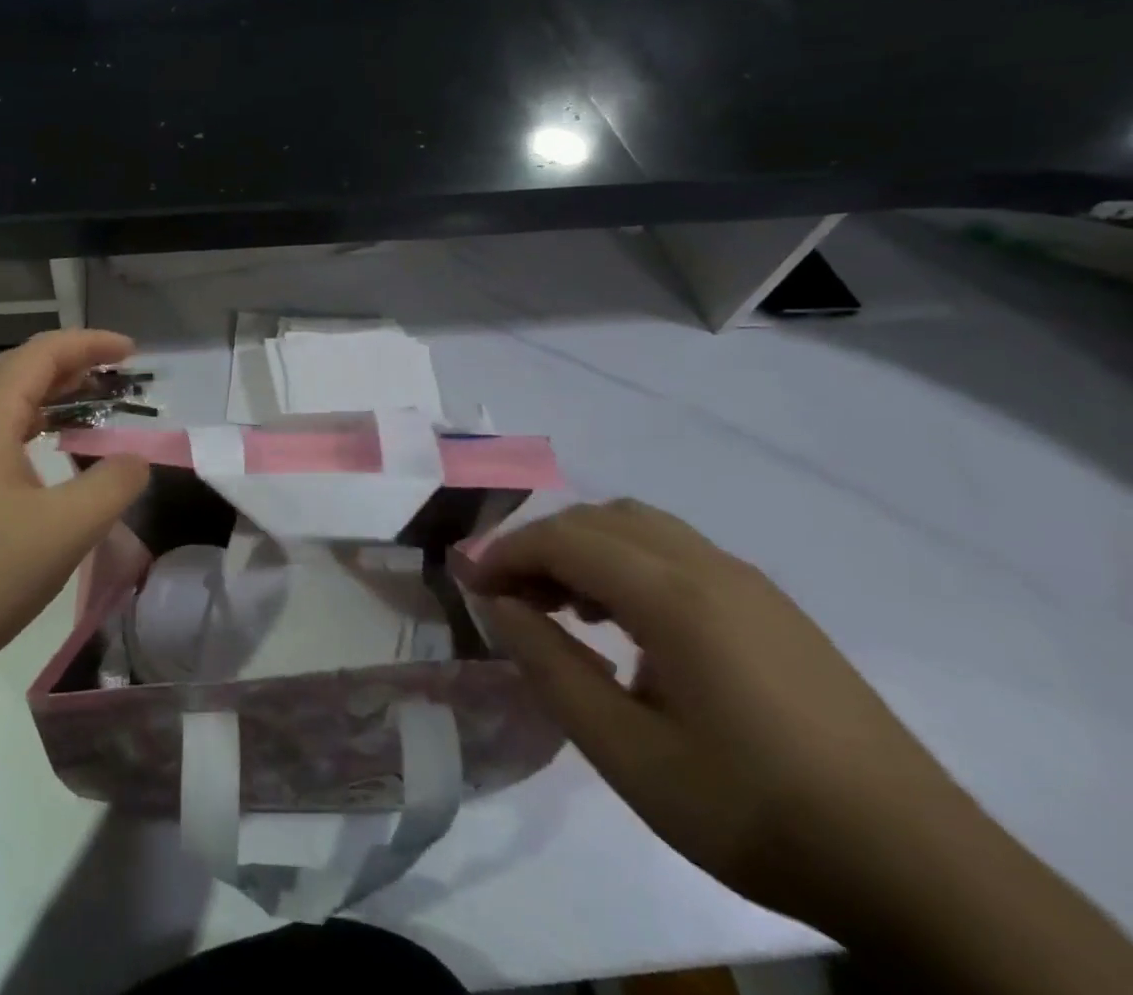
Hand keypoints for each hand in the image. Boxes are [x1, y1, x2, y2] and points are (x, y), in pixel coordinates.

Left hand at [0, 330, 150, 699]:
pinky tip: (49, 462)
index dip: (89, 343)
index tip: (132, 353)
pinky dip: (34, 431)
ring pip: (6, 407)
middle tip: (117, 376)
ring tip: (91, 408)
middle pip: (21, 372)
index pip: (42, 354)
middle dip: (72, 363)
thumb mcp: (62, 532)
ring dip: (51, 397)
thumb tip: (136, 459)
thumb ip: (111, 487)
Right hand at [466, 500, 971, 940]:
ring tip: (563, 608)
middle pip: (598, 518)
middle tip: (510, 598)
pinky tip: (628, 625)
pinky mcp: (771, 606)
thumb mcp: (629, 755)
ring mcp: (747, 581)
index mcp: (673, 596)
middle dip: (541, 545)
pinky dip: (627, 562)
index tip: (467, 581)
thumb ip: (551, 669)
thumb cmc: (753, 810)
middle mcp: (708, 566)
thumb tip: (500, 606)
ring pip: (639, 526)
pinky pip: (675, 551)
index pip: (564, 538)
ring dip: (585, 549)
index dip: (505, 552)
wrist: (919, 867)